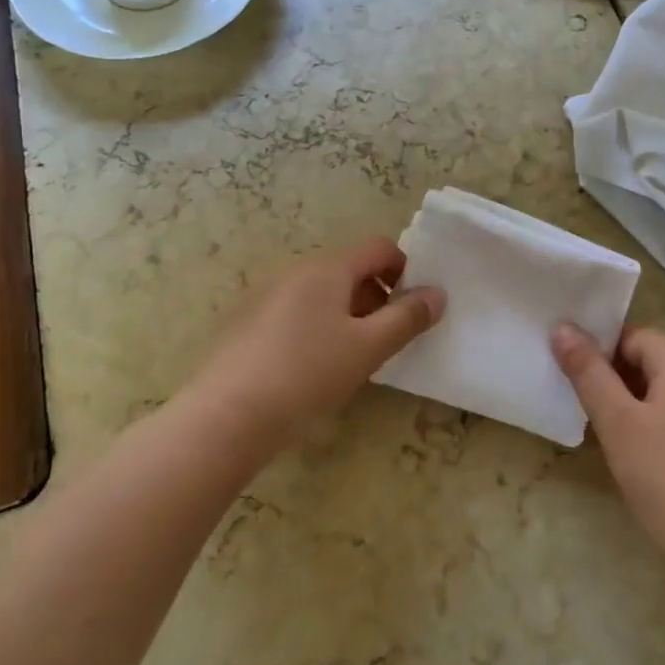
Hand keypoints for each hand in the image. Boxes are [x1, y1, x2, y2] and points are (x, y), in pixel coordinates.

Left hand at [189, 238, 443, 455]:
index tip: (414, 307)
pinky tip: (312, 368)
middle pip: (349, 270)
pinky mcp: (246, 322)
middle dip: (376, 297)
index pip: (379, 248)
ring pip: (322, 293)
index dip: (405, 270)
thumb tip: (437, 294)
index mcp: (327, 268)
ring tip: (352, 358)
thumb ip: (408, 318)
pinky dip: (316, 327)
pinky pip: (295, 311)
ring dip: (348, 314)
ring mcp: (266, 295)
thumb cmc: (307, 374)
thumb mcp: (368, 348)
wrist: (226, 416)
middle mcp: (295, 271)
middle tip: (387, 339)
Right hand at [552, 323, 664, 583]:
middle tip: (592, 414)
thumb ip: (589, 373)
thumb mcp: (618, 424)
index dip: (602, 354)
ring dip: (642, 403)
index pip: (634, 336)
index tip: (579, 385)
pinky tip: (654, 459)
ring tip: (618, 438)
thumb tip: (563, 327)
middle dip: (619, 379)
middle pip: (655, 360)